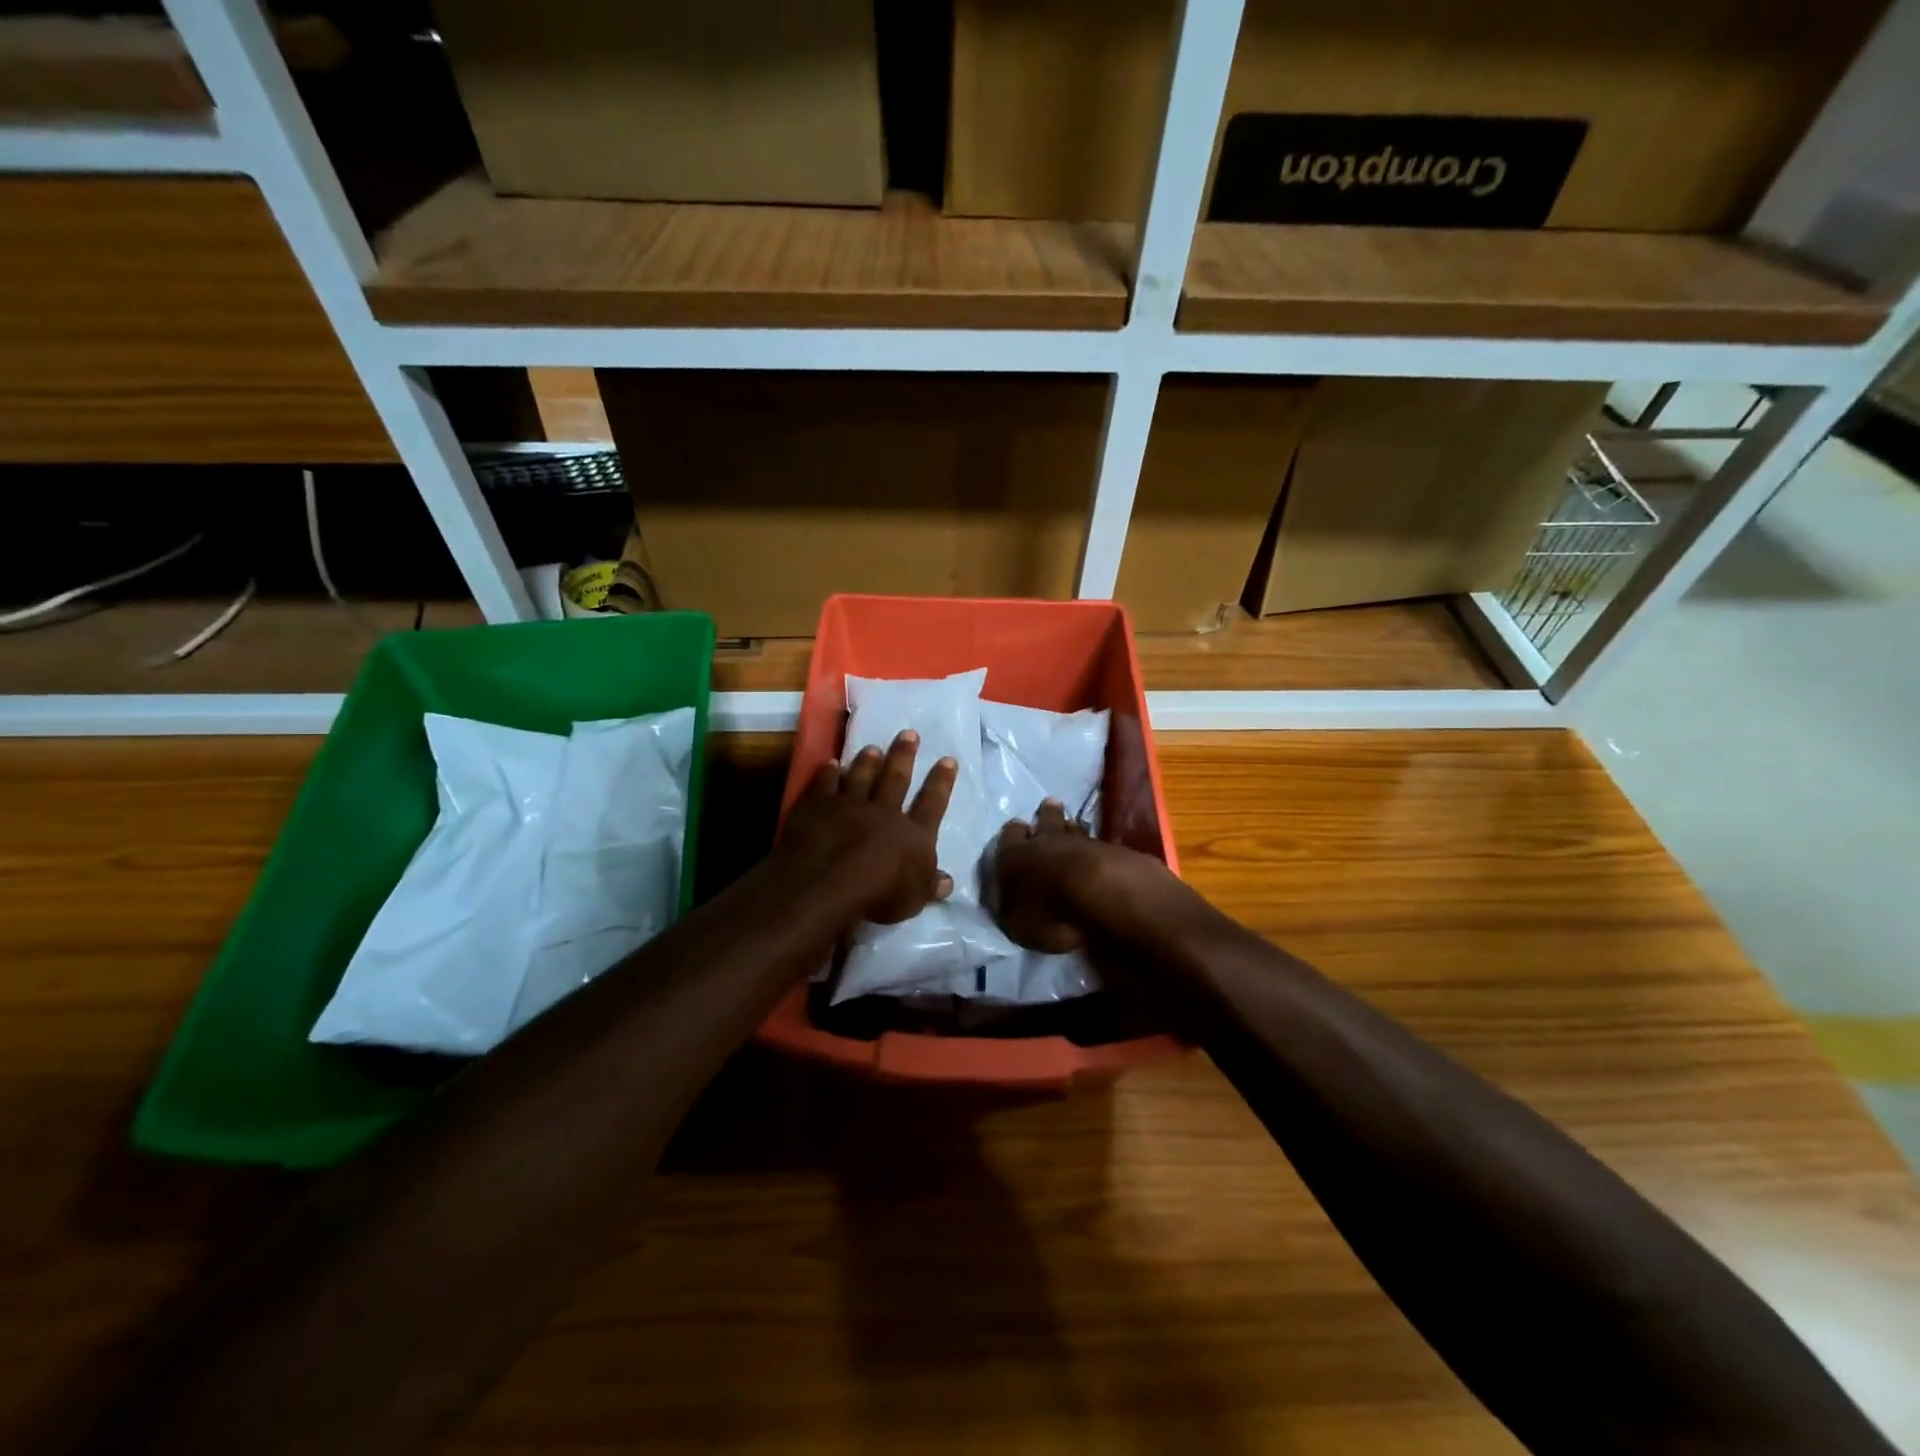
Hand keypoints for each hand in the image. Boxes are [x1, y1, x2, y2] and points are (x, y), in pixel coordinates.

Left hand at [777, 730, 956, 923]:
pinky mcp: (818, 806)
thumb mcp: (914, 898)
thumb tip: (948, 881)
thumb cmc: (879, 895)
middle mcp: (884, 812)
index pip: (932, 803)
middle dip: (904, 755)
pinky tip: (830, 763)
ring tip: (872, 747)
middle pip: (896, 779)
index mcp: (913, 834)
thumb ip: (929, 885)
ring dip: (867, 761)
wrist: (830, 882)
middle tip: (909, 733)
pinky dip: (828, 773)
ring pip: (861, 776)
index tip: (948, 760)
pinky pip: (825, 785)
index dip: (941, 782)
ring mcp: (849, 805)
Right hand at [989, 798, 1125, 953]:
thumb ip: (1012, 909)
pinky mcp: (1109, 850)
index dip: (1013, 834)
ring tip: (1071, 824)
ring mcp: (1079, 842)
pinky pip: (1095, 841)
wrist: (1097, 894)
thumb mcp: (1015, 923)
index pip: (1009, 834)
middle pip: (1045, 818)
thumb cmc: (1045, 912)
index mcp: (1012, 856)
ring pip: (1072, 826)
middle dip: (1045, 814)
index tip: (1018, 832)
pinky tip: (1094, 847)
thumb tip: (1012, 904)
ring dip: (1070, 827)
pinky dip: (1092, 845)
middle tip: (1048, 808)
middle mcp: (1043, 841)